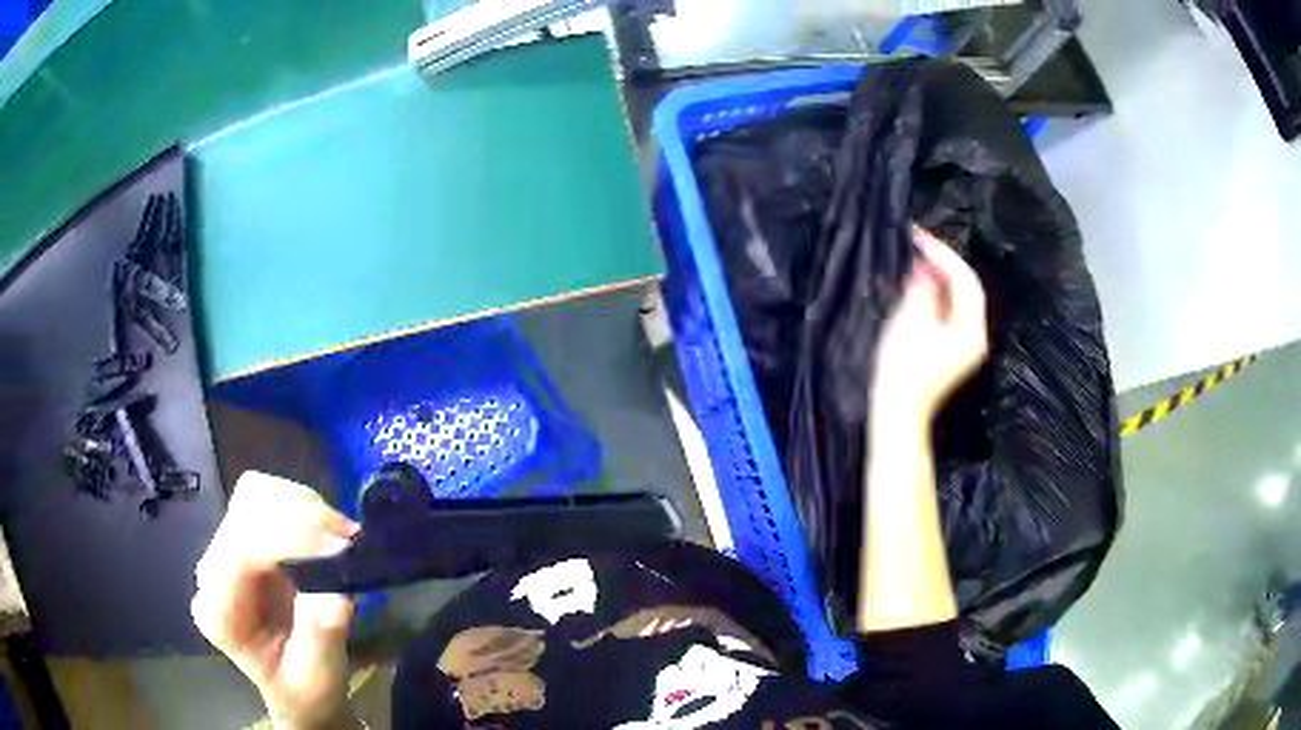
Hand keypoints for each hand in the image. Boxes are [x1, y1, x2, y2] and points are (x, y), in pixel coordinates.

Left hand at [192, 472, 358, 728]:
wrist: (295, 688)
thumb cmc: (306, 690)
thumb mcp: (319, 678)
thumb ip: (322, 636)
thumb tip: (337, 590)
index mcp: (220, 613)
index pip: (241, 549)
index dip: (289, 534)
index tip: (341, 545)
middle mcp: (213, 572)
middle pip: (246, 509)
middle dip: (301, 514)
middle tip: (349, 539)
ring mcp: (225, 550)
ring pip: (257, 494)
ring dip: (304, 506)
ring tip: (342, 538)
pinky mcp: (244, 537)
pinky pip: (268, 498)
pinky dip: (302, 505)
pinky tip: (326, 533)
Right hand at [873, 226, 988, 421]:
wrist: (897, 414)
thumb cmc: (903, 369)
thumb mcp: (912, 321)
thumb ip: (923, 289)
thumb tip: (925, 268)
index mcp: (971, 329)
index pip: (965, 279)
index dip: (943, 254)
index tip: (918, 236)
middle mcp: (975, 336)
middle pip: (966, 289)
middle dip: (943, 264)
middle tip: (918, 243)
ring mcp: (965, 346)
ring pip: (959, 300)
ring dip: (940, 278)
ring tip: (916, 259)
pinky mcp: (952, 352)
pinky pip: (951, 313)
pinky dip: (937, 296)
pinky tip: (919, 286)